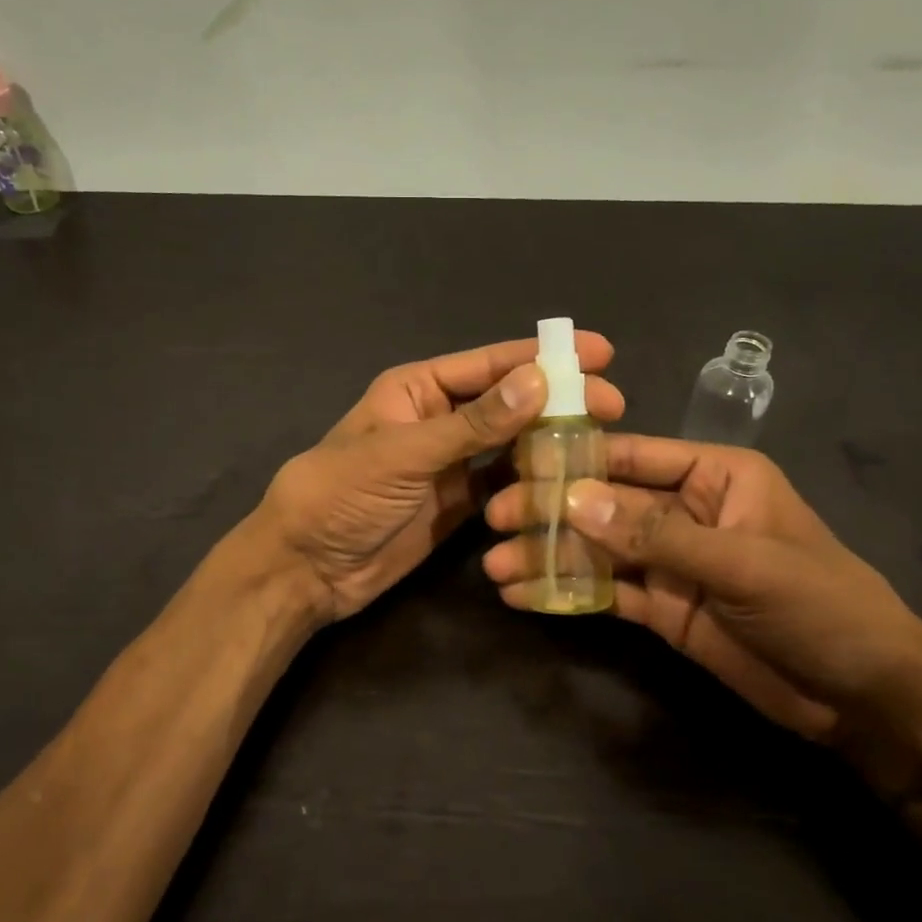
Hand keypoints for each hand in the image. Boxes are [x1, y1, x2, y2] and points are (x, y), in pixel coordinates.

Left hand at [257, 334, 624, 621]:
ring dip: (550, 441)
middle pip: (508, 402)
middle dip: (558, 399)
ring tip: (603, 442)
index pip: (489, 365)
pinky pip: (502, 485)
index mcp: (417, 389)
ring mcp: (449, 464)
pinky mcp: (456, 504)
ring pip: (510, 444)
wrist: (307, 569)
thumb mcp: (404, 454)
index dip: (542, 356)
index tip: (598, 352)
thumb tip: (539, 380)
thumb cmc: (341, 496)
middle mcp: (438, 419)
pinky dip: (532, 482)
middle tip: (614, 404)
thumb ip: (472, 424)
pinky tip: (568, 482)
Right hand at [483, 436, 921, 743]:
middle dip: (551, 510)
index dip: (575, 458)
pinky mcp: (662, 607)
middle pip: (605, 503)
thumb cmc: (820, 605)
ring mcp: (670, 561)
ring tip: (495, 565)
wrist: (863, 696)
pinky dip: (567, 592)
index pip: (632, 455)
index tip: (518, 463)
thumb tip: (573, 500)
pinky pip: (606, 591)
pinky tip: (524, 594)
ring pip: (598, 549)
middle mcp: (684, 510)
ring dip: (549, 555)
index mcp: (713, 476)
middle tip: (495, 519)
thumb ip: (656, 534)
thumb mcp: (743, 563)